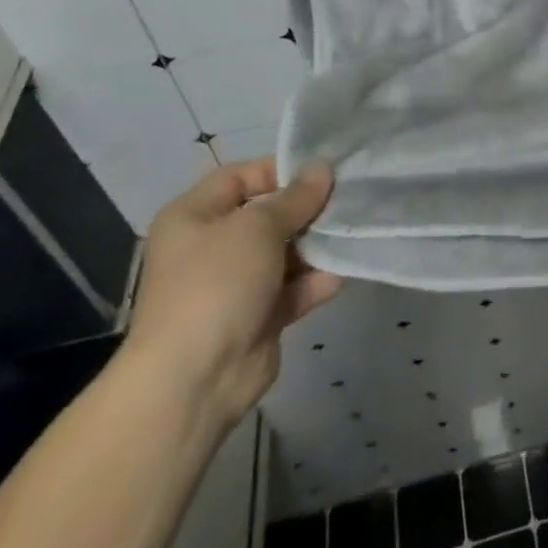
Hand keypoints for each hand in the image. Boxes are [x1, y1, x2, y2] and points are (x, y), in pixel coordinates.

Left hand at [122, 159, 341, 429]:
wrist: (195, 380)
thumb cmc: (217, 283)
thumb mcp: (258, 227)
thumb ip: (296, 197)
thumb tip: (323, 167)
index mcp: (196, 215)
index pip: (243, 175)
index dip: (282, 169)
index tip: (325, 172)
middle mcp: (213, 245)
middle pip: (270, 214)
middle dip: (309, 209)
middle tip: (349, 201)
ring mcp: (236, 283)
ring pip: (287, 251)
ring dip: (318, 245)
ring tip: (353, 233)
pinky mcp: (259, 315)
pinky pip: (294, 287)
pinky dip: (316, 281)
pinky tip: (342, 272)